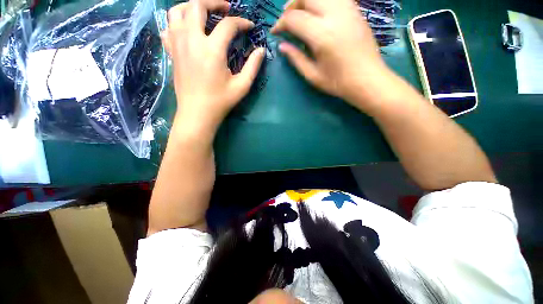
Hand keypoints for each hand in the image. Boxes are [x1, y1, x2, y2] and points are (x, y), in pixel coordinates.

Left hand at [162, 0, 264, 132]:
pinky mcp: (171, 52)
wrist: (197, 113)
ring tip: (204, 14)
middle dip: (214, 2)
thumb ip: (253, 66)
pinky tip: (187, 31)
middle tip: (226, 8)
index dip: (242, 22)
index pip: (228, 25)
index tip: (250, 27)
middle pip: (197, 5)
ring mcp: (177, 44)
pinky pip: (168, 28)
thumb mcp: (242, 86)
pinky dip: (177, 23)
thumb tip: (261, 51)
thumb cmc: (221, 102)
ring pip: (177, 11)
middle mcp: (192, 40)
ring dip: (192, 7)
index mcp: (212, 50)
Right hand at [271, 0, 394, 112]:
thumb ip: (296, 58)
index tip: (275, 32)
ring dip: (306, 1)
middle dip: (292, 6)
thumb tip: (282, 46)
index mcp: (321, 35)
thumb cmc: (338, 82)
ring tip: (301, 15)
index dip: (280, 23)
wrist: (368, 79)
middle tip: (287, 21)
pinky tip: (318, 14)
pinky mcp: (355, 10)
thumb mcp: (313, 75)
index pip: (294, 18)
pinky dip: (321, 2)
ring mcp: (348, 9)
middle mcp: (335, 15)